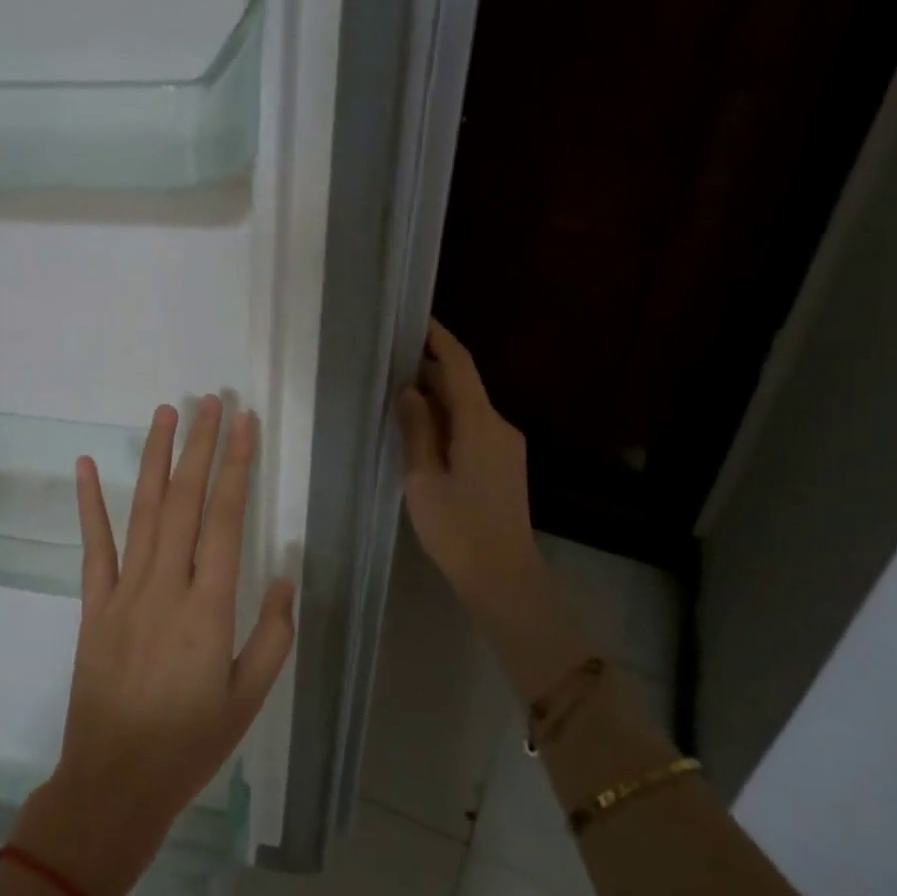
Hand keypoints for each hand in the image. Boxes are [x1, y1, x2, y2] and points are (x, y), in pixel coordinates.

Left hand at [12, 396, 295, 895]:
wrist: (114, 781)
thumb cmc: (191, 744)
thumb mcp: (249, 699)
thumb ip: (272, 634)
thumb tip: (283, 575)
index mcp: (210, 608)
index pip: (225, 519)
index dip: (236, 467)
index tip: (244, 424)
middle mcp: (166, 586)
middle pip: (184, 502)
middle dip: (200, 446)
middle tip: (210, 401)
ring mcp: (123, 592)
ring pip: (143, 511)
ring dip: (155, 458)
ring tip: (166, 413)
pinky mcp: (93, 605)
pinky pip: (93, 546)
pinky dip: (90, 503)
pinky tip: (88, 464)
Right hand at [398, 321, 580, 698]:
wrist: (503, 576)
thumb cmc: (457, 529)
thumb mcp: (423, 479)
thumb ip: (416, 430)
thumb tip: (410, 390)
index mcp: (480, 424)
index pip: (459, 366)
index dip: (438, 339)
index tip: (415, 320)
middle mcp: (499, 426)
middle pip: (464, 385)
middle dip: (430, 369)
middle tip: (390, 359)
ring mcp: (506, 446)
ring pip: (468, 407)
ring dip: (437, 396)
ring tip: (397, 391)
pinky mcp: (504, 464)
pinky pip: (473, 427)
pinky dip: (447, 419)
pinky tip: (420, 428)